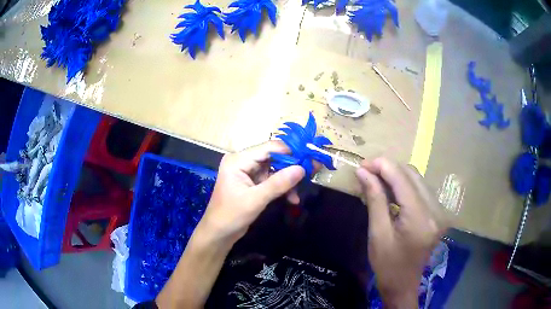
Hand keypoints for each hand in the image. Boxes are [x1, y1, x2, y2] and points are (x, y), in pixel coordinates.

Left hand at [200, 141, 305, 243]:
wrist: (218, 234)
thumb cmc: (231, 215)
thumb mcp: (255, 199)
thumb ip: (278, 183)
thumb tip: (302, 169)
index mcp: (238, 160)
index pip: (269, 148)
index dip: (290, 152)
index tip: (310, 158)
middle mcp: (242, 162)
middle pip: (273, 157)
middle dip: (291, 167)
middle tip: (311, 173)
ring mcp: (247, 172)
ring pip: (274, 169)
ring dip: (287, 181)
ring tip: (300, 192)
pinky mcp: (251, 183)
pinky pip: (271, 180)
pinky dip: (281, 188)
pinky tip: (292, 198)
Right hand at [355, 158, 448, 308]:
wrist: (403, 284)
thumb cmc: (387, 264)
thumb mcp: (377, 233)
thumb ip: (374, 199)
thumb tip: (363, 172)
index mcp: (419, 218)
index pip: (402, 179)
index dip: (382, 165)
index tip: (362, 165)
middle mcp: (434, 210)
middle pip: (412, 174)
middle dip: (388, 168)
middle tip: (366, 172)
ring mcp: (439, 211)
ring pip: (417, 179)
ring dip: (396, 175)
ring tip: (376, 180)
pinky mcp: (437, 213)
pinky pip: (420, 189)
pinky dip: (404, 185)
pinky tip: (391, 191)